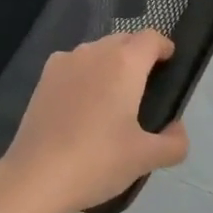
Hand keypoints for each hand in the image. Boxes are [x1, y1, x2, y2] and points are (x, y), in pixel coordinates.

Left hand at [0, 31, 189, 212]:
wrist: (36, 174)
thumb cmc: (98, 160)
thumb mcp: (146, 158)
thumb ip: (174, 142)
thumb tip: (177, 128)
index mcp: (124, 63)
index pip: (151, 38)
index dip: (165, 47)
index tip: (170, 65)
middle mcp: (94, 51)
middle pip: (124, 40)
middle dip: (138, 55)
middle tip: (146, 88)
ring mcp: (64, 61)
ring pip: (96, 51)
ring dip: (111, 64)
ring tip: (115, 98)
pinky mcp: (43, 77)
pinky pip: (74, 64)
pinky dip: (86, 74)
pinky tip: (84, 105)